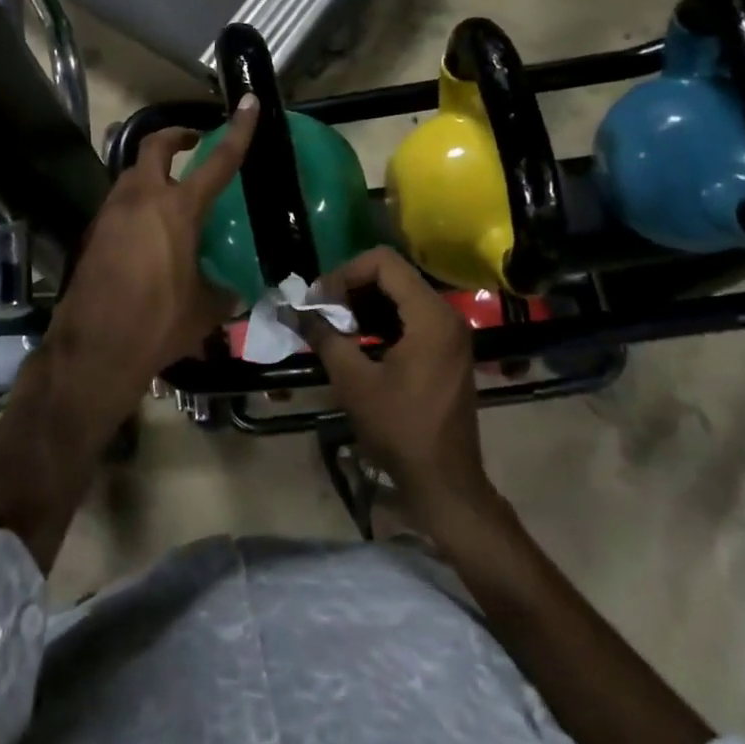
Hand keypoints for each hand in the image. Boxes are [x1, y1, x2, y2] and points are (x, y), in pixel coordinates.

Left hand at [38, 95, 259, 444]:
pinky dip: (136, 202)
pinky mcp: (94, 233)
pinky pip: (119, 203)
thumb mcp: (204, 310)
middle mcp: (141, 199)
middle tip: (194, 143)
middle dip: (176, 136)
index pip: (217, 161)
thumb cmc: (157, 324)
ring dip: (153, 171)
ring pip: (132, 173)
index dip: (238, 131)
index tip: (249, 103)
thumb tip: (234, 292)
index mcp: (177, 210)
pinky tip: (148, 232)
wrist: (94, 349)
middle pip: (155, 146)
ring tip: (172, 193)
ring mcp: (111, 213)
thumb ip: (223, 292)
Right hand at [298, 247, 497, 525]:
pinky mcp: (447, 348)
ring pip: (400, 294)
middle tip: (321, 311)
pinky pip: (411, 315)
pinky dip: (381, 319)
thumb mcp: (354, 381)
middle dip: (351, 287)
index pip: (383, 263)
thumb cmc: (400, 429)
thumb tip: (294, 310)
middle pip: (393, 274)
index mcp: (430, 315)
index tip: (320, 300)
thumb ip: (324, 336)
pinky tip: (357, 340)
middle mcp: (446, 314)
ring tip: (334, 325)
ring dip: (364, 303)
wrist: (444, 481)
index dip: (345, 273)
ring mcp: (450, 332)